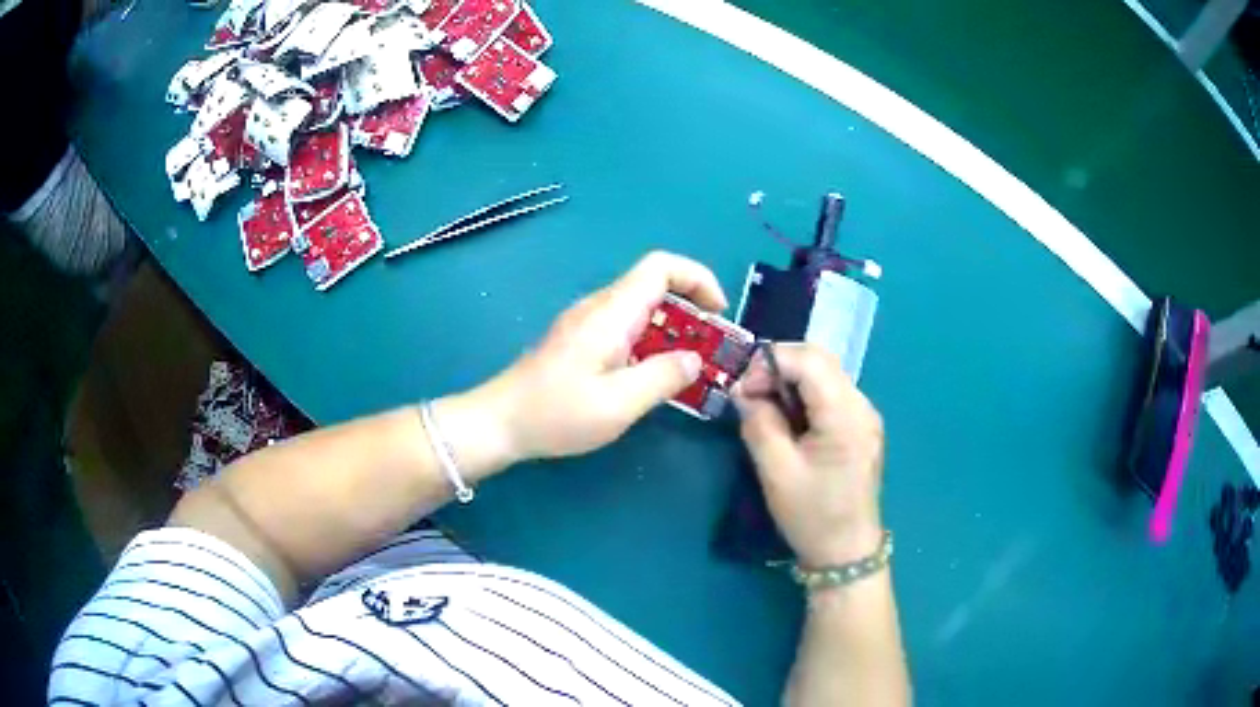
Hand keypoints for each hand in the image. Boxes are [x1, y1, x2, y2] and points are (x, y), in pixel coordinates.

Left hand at [489, 251, 728, 461]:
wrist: (500, 422)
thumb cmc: (557, 413)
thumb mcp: (619, 404)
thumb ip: (663, 377)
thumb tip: (694, 359)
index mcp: (611, 313)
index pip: (660, 266)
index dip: (697, 278)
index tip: (718, 313)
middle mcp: (599, 307)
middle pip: (654, 285)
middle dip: (691, 309)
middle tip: (710, 349)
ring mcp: (586, 322)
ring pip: (641, 308)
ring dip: (672, 329)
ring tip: (688, 368)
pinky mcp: (579, 339)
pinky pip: (625, 326)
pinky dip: (650, 341)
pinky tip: (651, 376)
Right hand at [734, 345, 884, 566]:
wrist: (846, 552)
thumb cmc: (812, 516)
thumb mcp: (776, 472)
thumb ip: (758, 423)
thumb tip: (742, 390)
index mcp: (845, 415)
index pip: (809, 360)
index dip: (770, 362)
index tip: (742, 388)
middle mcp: (862, 405)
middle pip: (820, 360)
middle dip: (779, 367)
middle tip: (749, 395)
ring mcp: (865, 415)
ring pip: (825, 375)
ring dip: (791, 381)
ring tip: (765, 408)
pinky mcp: (862, 427)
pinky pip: (831, 394)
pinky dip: (804, 396)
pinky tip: (789, 420)